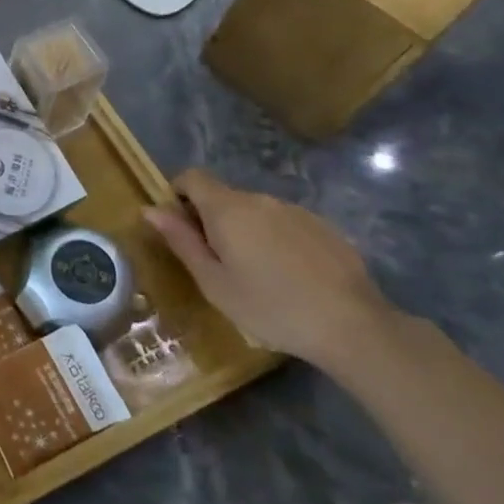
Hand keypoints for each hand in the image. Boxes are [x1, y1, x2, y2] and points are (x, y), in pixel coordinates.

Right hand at [144, 169, 392, 367]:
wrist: (353, 326)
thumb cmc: (270, 307)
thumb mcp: (213, 282)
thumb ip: (181, 241)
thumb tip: (150, 209)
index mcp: (227, 209)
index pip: (192, 177)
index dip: (178, 194)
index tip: (180, 227)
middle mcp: (260, 199)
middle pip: (223, 196)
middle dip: (211, 219)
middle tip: (216, 262)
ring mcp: (296, 211)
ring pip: (255, 211)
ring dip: (245, 231)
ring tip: (256, 274)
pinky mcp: (324, 227)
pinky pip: (285, 224)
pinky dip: (276, 241)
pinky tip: (289, 277)